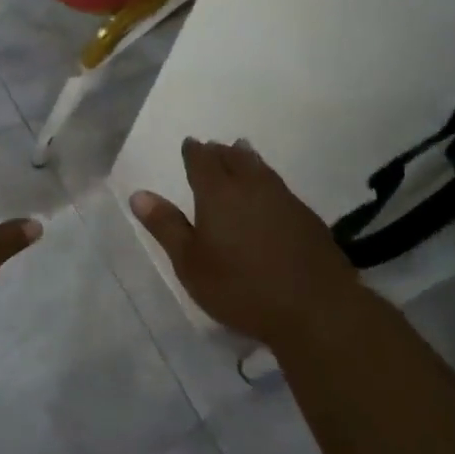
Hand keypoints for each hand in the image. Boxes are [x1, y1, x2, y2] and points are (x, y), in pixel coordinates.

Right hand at [131, 138, 364, 344]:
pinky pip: (279, 186)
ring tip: (241, 153)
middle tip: (212, 149)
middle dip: (220, 151)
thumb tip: (139, 194)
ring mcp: (284, 199)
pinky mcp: (307, 217)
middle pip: (234, 157)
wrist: (315, 308)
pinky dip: (266, 181)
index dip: (194, 151)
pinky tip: (268, 194)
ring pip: (260, 168)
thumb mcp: (191, 263)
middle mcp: (252, 186)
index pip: (202, 160)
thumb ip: (166, 226)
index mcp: (218, 193)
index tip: (189, 144)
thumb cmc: (241, 287)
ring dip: (246, 159)